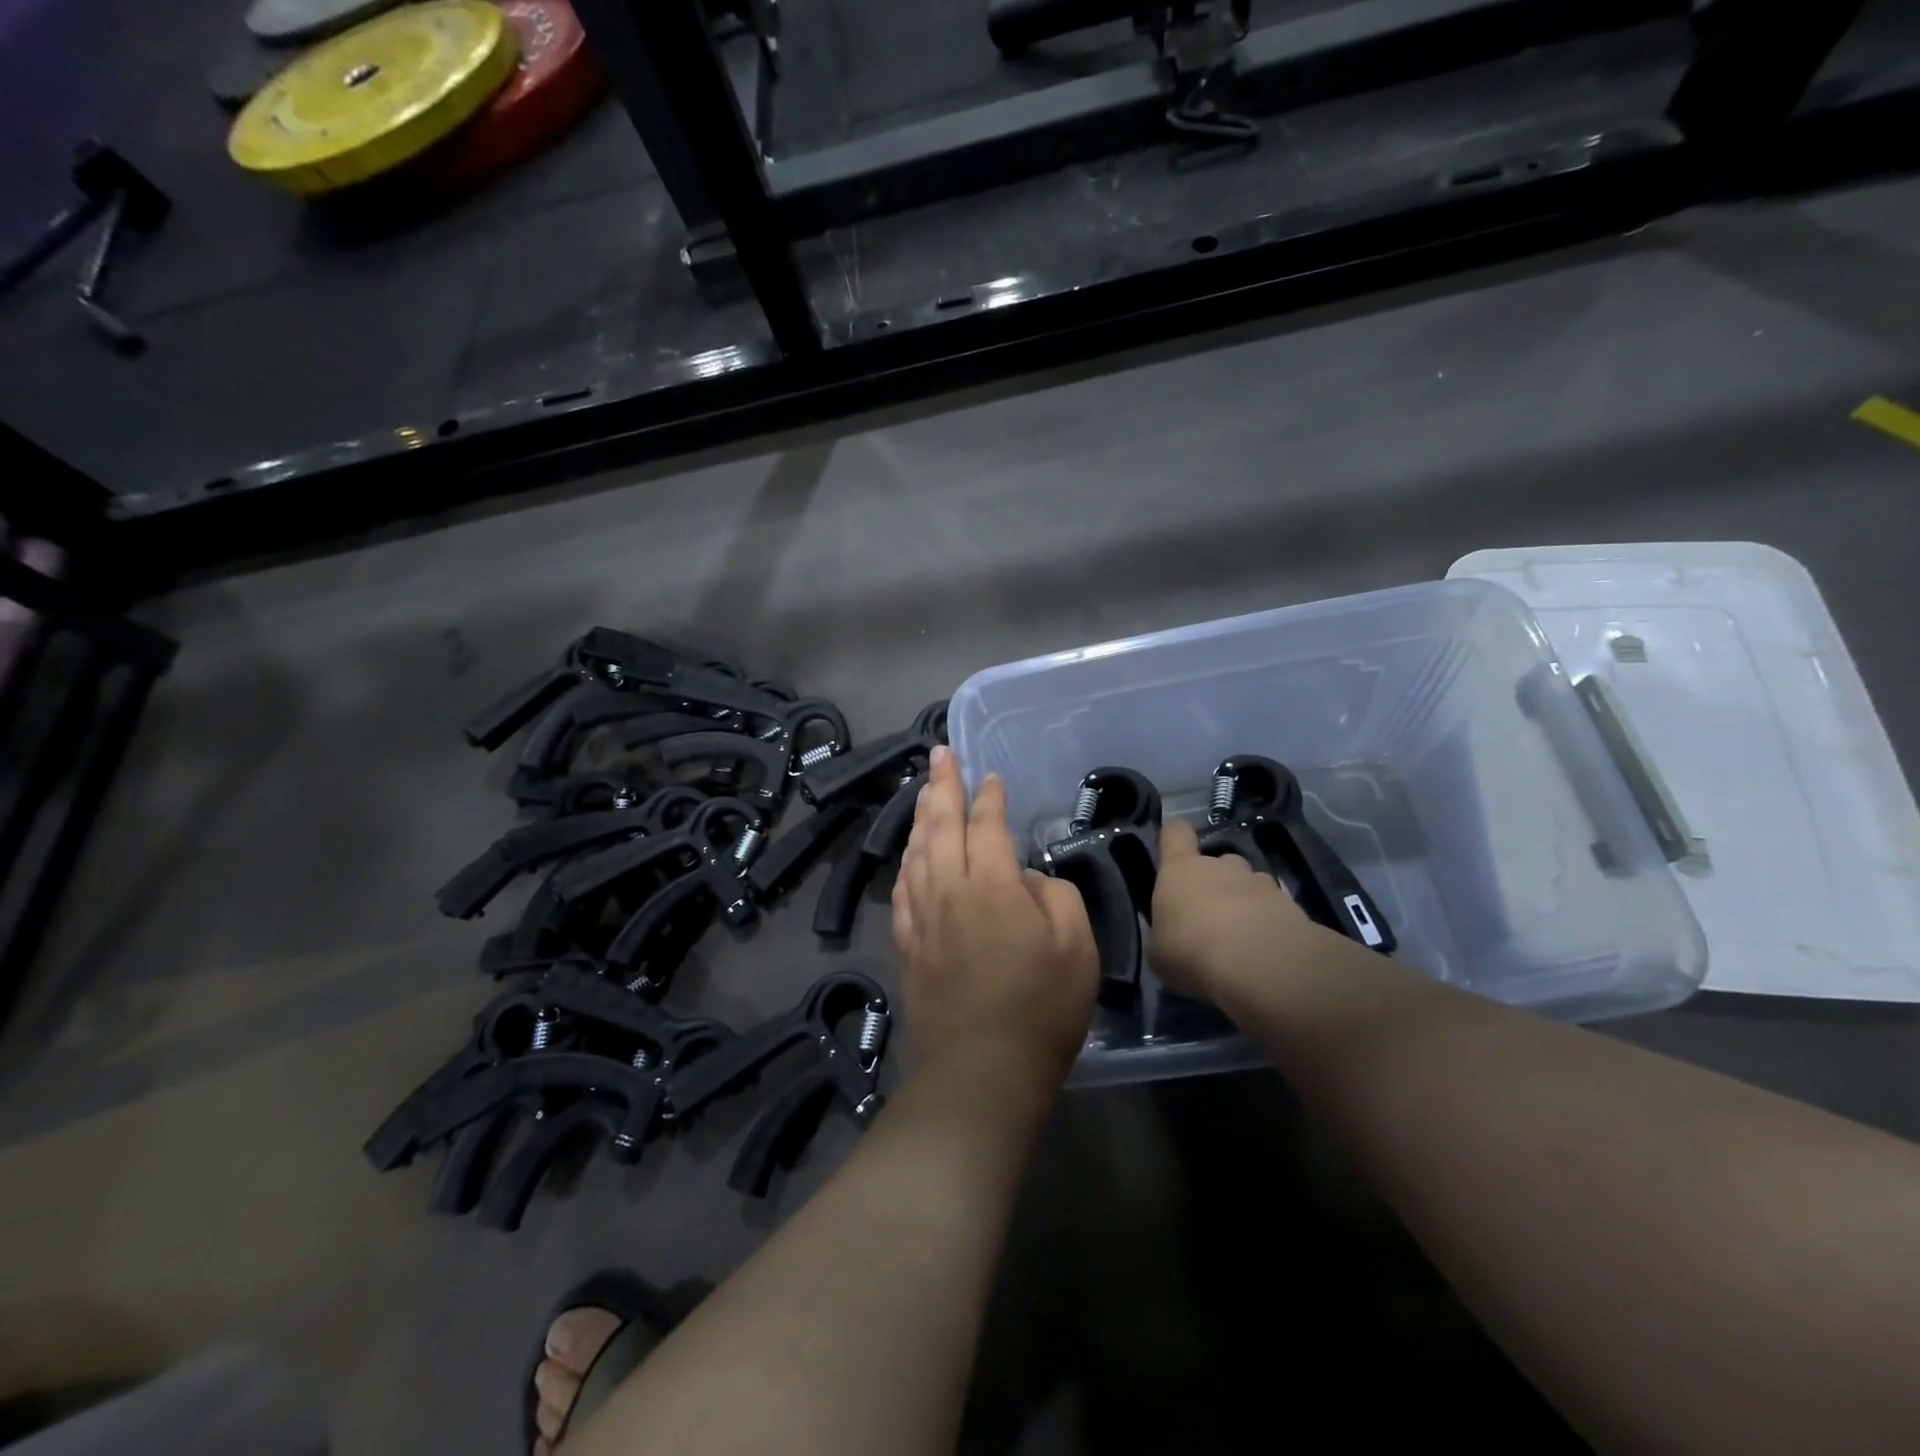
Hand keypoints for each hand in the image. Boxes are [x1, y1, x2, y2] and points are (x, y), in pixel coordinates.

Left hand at [893, 746, 1098, 1091]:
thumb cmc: (1041, 1011)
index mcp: (991, 887)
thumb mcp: (1076, 948)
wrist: (980, 1074)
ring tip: (923, 792)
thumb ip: (1052, 897)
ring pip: (915, 854)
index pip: (987, 826)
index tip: (989, 775)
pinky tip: (908, 857)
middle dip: (941, 785)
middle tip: (939, 753)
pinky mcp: (909, 947)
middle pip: (940, 826)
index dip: (988, 797)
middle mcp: (949, 891)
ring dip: (919, 818)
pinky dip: (905, 864)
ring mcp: (923, 919)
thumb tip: (1023, 879)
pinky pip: (903, 892)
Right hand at [1149, 819, 1325, 1000]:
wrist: (1256, 963)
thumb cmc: (1190, 949)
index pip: (1176, 833)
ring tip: (1243, 938)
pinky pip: (1276, 911)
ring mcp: (1260, 883)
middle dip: (1217, 882)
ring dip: (1246, 903)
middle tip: (1211, 917)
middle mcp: (1221, 866)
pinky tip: (1267, 953)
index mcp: (1181, 869)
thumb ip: (1165, 933)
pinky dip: (1271, 926)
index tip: (1173, 852)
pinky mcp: (1292, 906)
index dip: (1174, 839)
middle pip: (1219, 861)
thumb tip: (1171, 935)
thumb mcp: (1159, 950)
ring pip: (1250, 884)